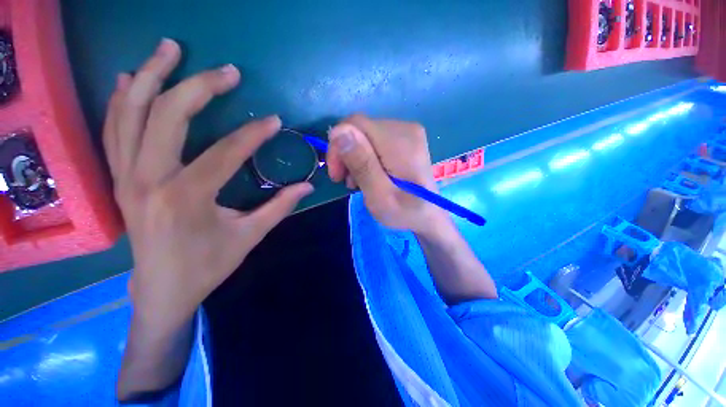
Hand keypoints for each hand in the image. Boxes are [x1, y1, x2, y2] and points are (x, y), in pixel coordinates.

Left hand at [104, 38, 313, 331]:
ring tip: (169, 48)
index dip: (253, 134)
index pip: (224, 153)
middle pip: (167, 116)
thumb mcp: (250, 236)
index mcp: (186, 198)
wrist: (161, 290)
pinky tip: (133, 79)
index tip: (274, 121)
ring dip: (152, 77)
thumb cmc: (208, 266)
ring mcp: (127, 176)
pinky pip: (115, 130)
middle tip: (227, 71)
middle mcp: (148, 180)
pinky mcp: (119, 178)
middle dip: (199, 87)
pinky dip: (122, 100)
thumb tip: (307, 186)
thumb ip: (280, 207)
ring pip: (131, 113)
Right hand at [326, 115, 448, 236]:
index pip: (355, 124)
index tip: (337, 174)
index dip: (338, 146)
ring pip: (364, 135)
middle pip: (360, 129)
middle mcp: (405, 128)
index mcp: (400, 141)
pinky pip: (374, 140)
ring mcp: (407, 132)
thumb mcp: (379, 195)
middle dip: (346, 154)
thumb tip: (339, 131)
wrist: (428, 215)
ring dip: (355, 158)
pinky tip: (369, 175)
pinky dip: (365, 157)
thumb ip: (361, 164)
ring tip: (358, 182)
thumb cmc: (404, 212)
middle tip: (347, 182)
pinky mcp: (405, 139)